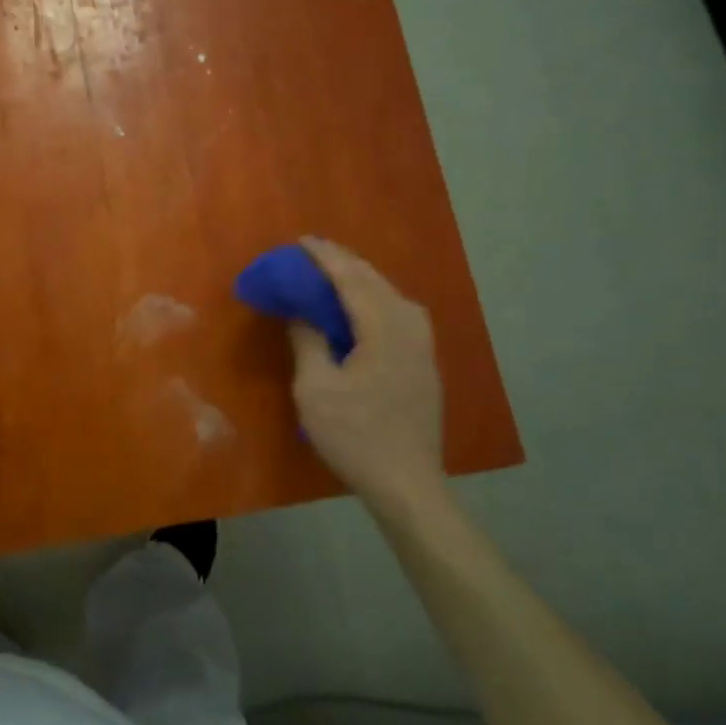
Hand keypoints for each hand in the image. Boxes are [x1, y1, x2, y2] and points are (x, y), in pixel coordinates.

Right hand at [288, 237, 443, 503]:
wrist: (407, 483)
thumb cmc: (355, 436)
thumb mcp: (315, 389)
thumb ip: (308, 341)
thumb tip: (301, 312)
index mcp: (383, 329)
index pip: (351, 279)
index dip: (325, 257)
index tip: (301, 241)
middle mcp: (409, 327)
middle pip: (375, 281)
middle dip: (343, 262)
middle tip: (312, 252)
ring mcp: (422, 346)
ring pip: (391, 295)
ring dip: (361, 279)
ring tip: (334, 273)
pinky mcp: (424, 362)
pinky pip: (398, 312)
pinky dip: (374, 298)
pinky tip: (362, 307)